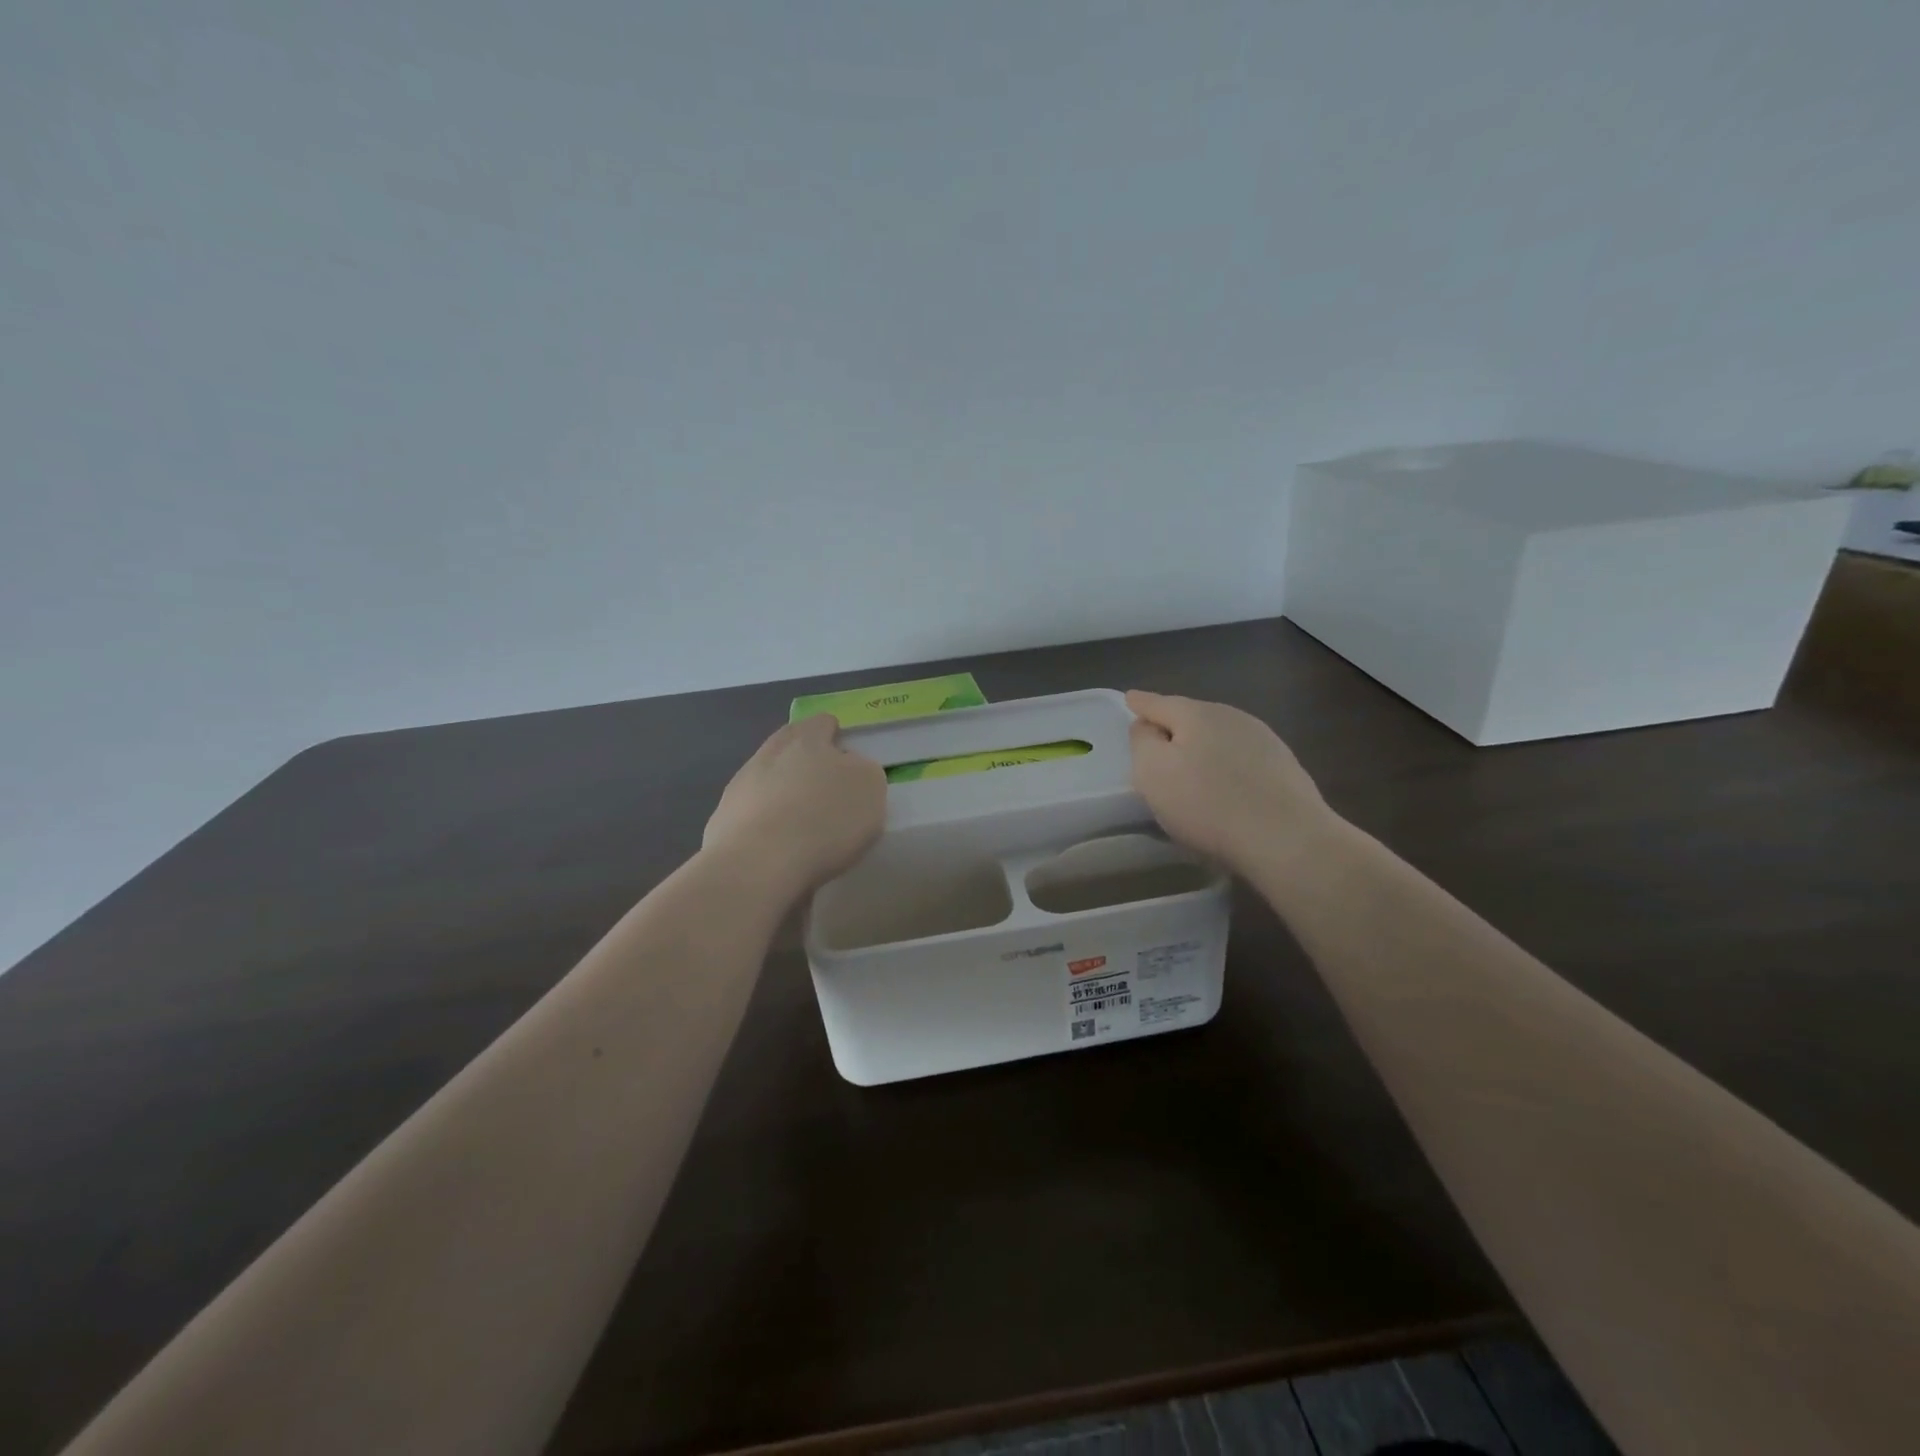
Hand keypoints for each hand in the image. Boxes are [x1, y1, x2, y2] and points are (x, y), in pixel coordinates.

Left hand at [703, 714, 886, 897]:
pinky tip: (780, 849)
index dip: (836, 736)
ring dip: (784, 795)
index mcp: (806, 739)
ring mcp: (740, 787)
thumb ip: (862, 770)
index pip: (822, 723)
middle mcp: (768, 754)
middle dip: (806, 763)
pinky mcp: (723, 821)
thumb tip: (848, 768)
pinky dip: (766, 825)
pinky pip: (753, 815)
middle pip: (790, 748)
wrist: (757, 865)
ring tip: (804, 826)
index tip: (847, 758)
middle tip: (826, 789)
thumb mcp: (869, 788)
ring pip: (768, 781)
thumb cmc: (824, 820)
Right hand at [1126, 690, 1336, 876]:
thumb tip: (1147, 726)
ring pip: (1219, 736)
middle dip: (1173, 727)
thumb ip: (1143, 741)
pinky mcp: (1284, 765)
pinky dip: (1227, 766)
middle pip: (1191, 717)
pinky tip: (1226, 788)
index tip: (1130, 699)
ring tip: (1192, 770)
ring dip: (1202, 747)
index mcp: (1196, 713)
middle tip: (1157, 746)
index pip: (1159, 703)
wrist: (1287, 838)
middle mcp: (1231, 716)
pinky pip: (1242, 758)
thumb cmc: (1207, 804)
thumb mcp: (1153, 772)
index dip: (1140, 703)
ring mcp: (1263, 739)